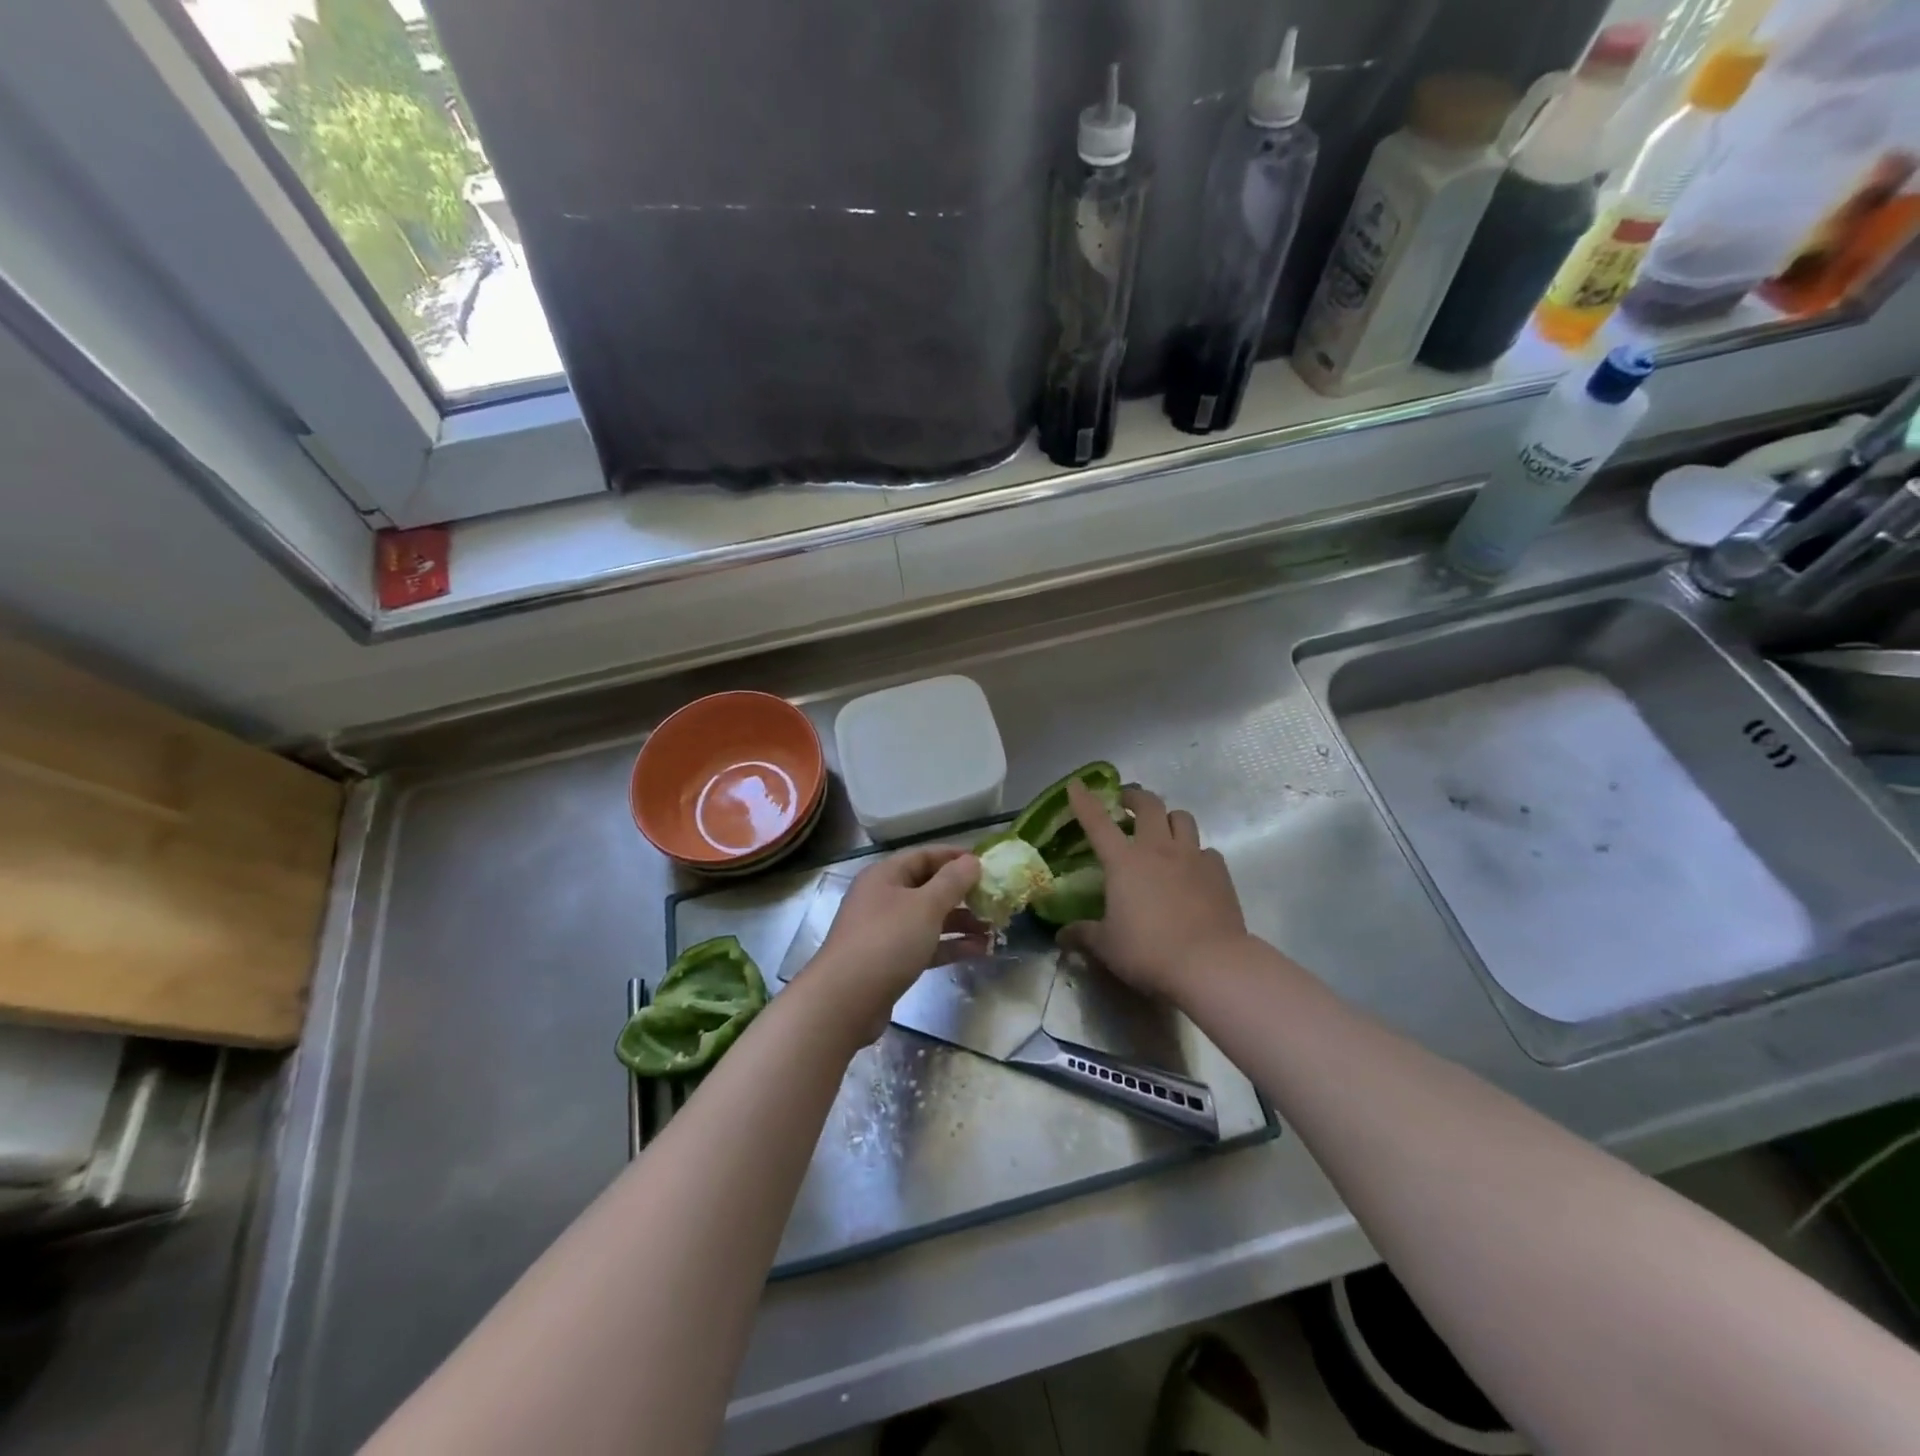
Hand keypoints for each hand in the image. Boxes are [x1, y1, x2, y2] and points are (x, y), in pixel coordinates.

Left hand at [806, 846, 980, 1038]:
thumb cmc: (887, 941)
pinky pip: (926, 945)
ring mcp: (885, 931)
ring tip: (995, 928)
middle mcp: (883, 898)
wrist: (845, 1001)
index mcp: (885, 875)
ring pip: (929, 919)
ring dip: (961, 922)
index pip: (924, 856)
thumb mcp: (925, 906)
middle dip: (962, 893)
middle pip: (928, 888)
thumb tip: (972, 860)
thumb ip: (952, 882)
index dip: (955, 857)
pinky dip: (950, 945)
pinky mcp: (891, 961)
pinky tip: (980, 950)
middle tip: (995, 899)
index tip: (986, 864)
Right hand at [1058, 781, 1248, 1001]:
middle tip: (1126, 804)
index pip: (1098, 822)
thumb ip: (1083, 935)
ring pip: (1182, 818)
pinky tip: (1192, 869)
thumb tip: (1062, 936)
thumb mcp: (1107, 946)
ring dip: (1169, 818)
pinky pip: (1206, 850)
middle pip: (1149, 805)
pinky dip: (1196, 852)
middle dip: (1135, 798)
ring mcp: (1192, 857)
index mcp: (1124, 861)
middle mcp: (1158, 849)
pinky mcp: (1219, 872)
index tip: (1077, 784)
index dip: (1084, 800)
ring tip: (1163, 831)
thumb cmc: (1148, 951)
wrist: (1209, 963)